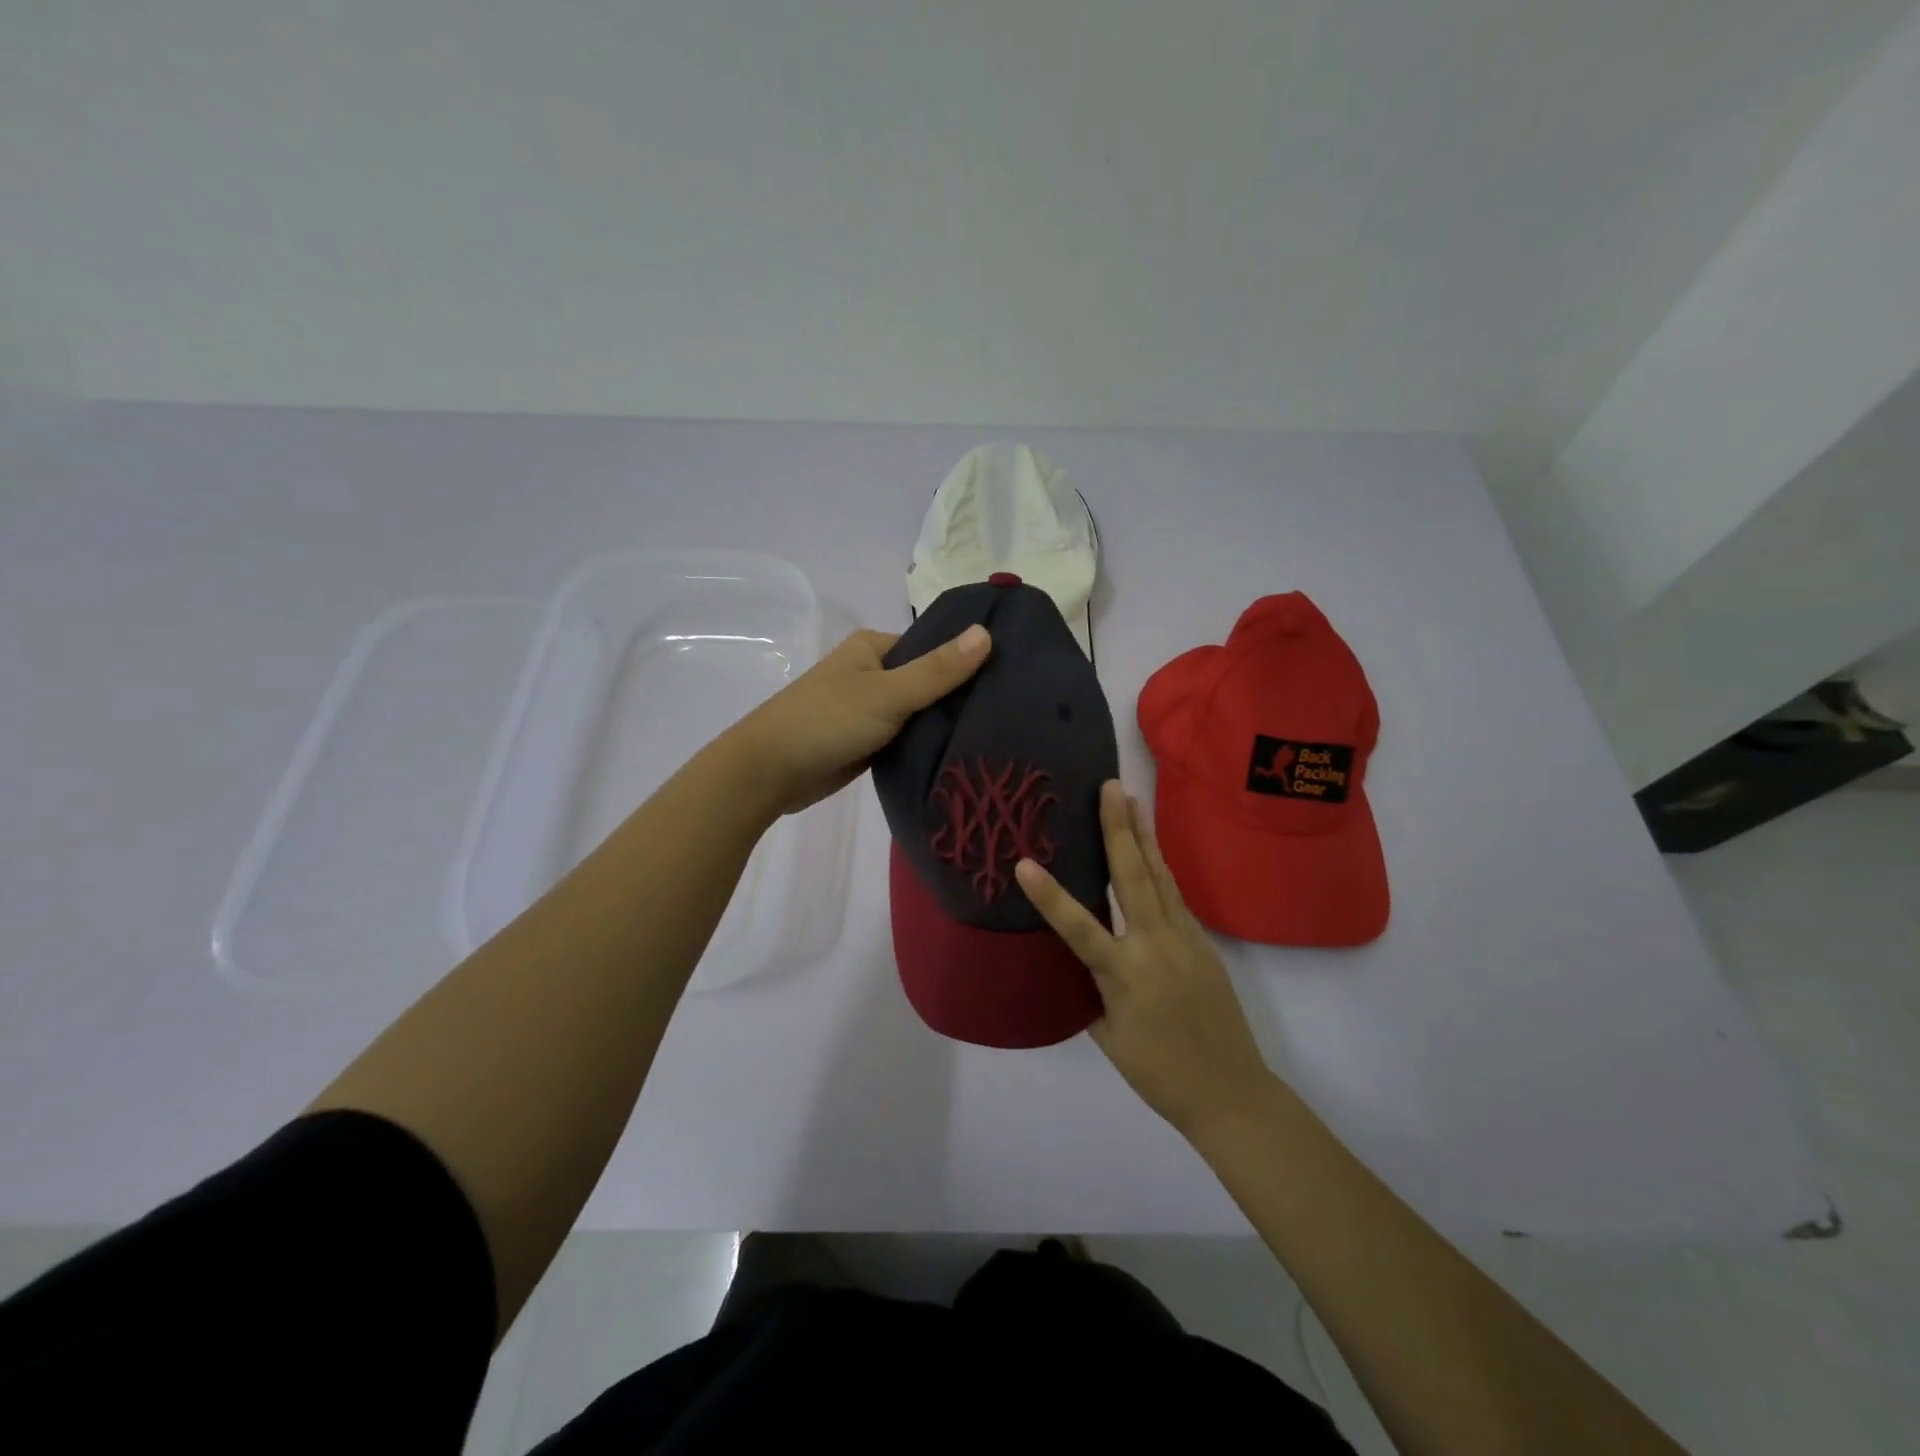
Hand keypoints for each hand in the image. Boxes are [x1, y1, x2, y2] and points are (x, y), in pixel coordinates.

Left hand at [722, 624, 990, 816]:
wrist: (770, 772)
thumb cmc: (827, 721)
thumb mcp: (888, 693)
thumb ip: (938, 669)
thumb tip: (987, 633)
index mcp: (874, 647)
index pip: (935, 647)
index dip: (969, 661)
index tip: (1011, 680)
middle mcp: (873, 672)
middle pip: (929, 680)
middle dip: (960, 696)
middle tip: (1010, 713)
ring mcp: (870, 708)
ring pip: (920, 712)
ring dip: (945, 724)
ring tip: (997, 734)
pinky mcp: (869, 741)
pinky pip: (907, 737)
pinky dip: (927, 744)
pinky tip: (963, 754)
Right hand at [1016, 781, 1277, 1139]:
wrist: (1232, 1092)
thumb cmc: (1160, 1074)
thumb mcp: (1109, 1036)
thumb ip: (1091, 990)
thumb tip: (1078, 956)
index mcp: (1124, 976)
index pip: (1079, 928)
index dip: (1050, 896)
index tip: (1024, 863)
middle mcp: (1155, 946)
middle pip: (1134, 877)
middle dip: (1119, 829)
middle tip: (1110, 787)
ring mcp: (1185, 940)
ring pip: (1160, 877)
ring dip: (1144, 836)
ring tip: (1132, 801)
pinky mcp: (1203, 942)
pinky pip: (1174, 896)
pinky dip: (1159, 867)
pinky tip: (1151, 852)